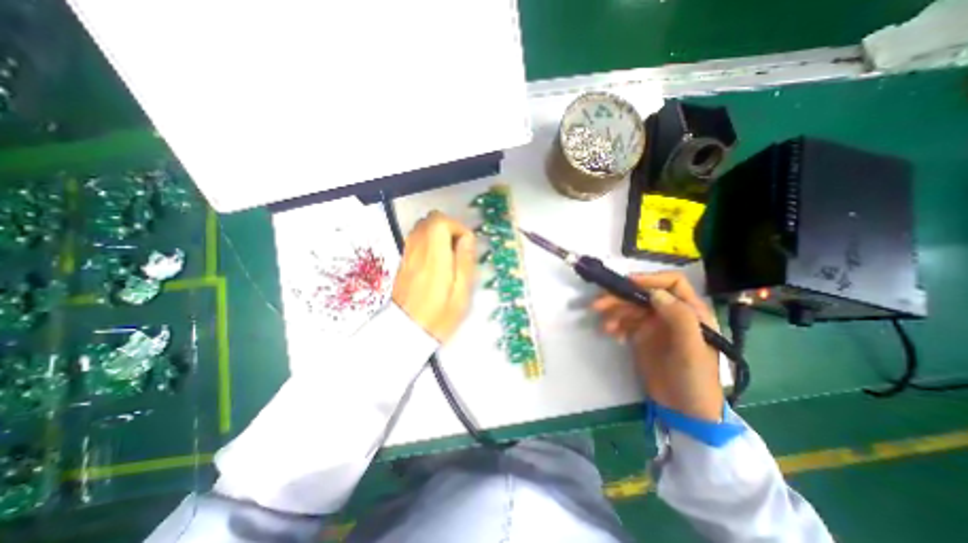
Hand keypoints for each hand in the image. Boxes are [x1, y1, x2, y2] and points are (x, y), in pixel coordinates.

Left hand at [392, 212, 474, 343]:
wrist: (407, 332)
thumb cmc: (439, 315)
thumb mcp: (461, 292)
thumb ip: (465, 261)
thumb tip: (468, 238)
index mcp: (434, 257)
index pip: (440, 222)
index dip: (457, 227)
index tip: (466, 245)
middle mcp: (417, 250)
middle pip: (430, 220)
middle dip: (448, 227)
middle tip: (458, 248)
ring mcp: (407, 254)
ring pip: (421, 227)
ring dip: (438, 233)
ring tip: (448, 254)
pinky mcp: (403, 261)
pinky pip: (415, 239)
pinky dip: (428, 241)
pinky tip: (436, 260)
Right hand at [594, 274, 720, 421]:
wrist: (684, 410)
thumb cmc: (695, 378)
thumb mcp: (692, 349)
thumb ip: (679, 318)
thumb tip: (654, 293)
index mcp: (690, 311)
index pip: (672, 283)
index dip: (650, 279)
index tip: (627, 284)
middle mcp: (671, 313)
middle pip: (643, 295)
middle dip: (620, 297)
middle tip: (598, 305)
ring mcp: (654, 325)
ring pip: (630, 308)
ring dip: (614, 312)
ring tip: (604, 326)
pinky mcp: (641, 336)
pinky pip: (624, 323)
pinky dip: (615, 325)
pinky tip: (611, 335)